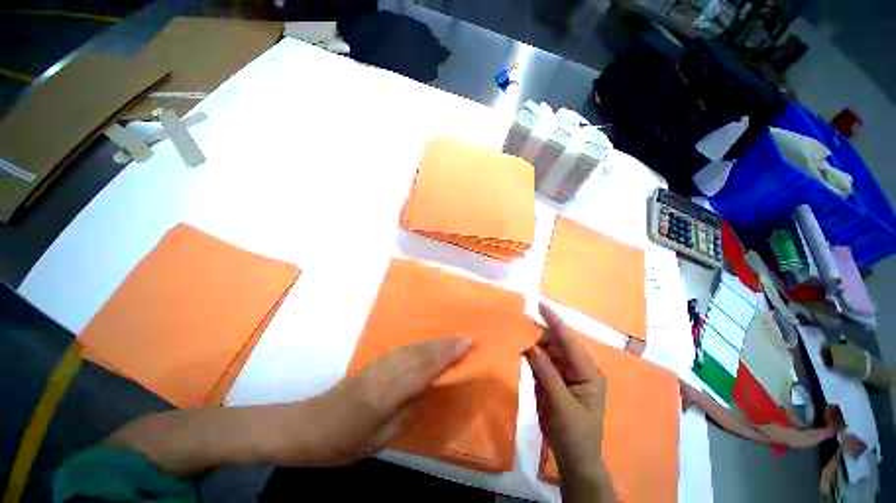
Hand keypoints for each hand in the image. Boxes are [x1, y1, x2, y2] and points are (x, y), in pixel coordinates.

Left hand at [105, 338, 470, 474]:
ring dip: (434, 342)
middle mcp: (384, 372)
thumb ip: (406, 410)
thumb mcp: (378, 439)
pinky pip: (402, 349)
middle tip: (466, 337)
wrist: (305, 425)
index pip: (423, 368)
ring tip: (452, 339)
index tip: (466, 343)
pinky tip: (427, 345)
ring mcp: (377, 364)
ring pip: (412, 347)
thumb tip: (427, 388)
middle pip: (420, 353)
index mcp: (385, 395)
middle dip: (445, 344)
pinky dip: (419, 345)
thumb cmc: (341, 443)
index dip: (446, 355)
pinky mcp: (372, 362)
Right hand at [525, 304, 614, 501]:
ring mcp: (563, 373)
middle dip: (540, 328)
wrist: (572, 457)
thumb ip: (547, 373)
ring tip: (516, 326)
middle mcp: (576, 367)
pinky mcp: (551, 379)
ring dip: (532, 339)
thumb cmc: (575, 433)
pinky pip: (539, 361)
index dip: (555, 322)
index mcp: (588, 372)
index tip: (540, 305)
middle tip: (521, 315)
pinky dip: (529, 352)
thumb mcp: (562, 404)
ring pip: (546, 350)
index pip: (569, 341)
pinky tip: (518, 344)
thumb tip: (531, 345)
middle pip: (557, 343)